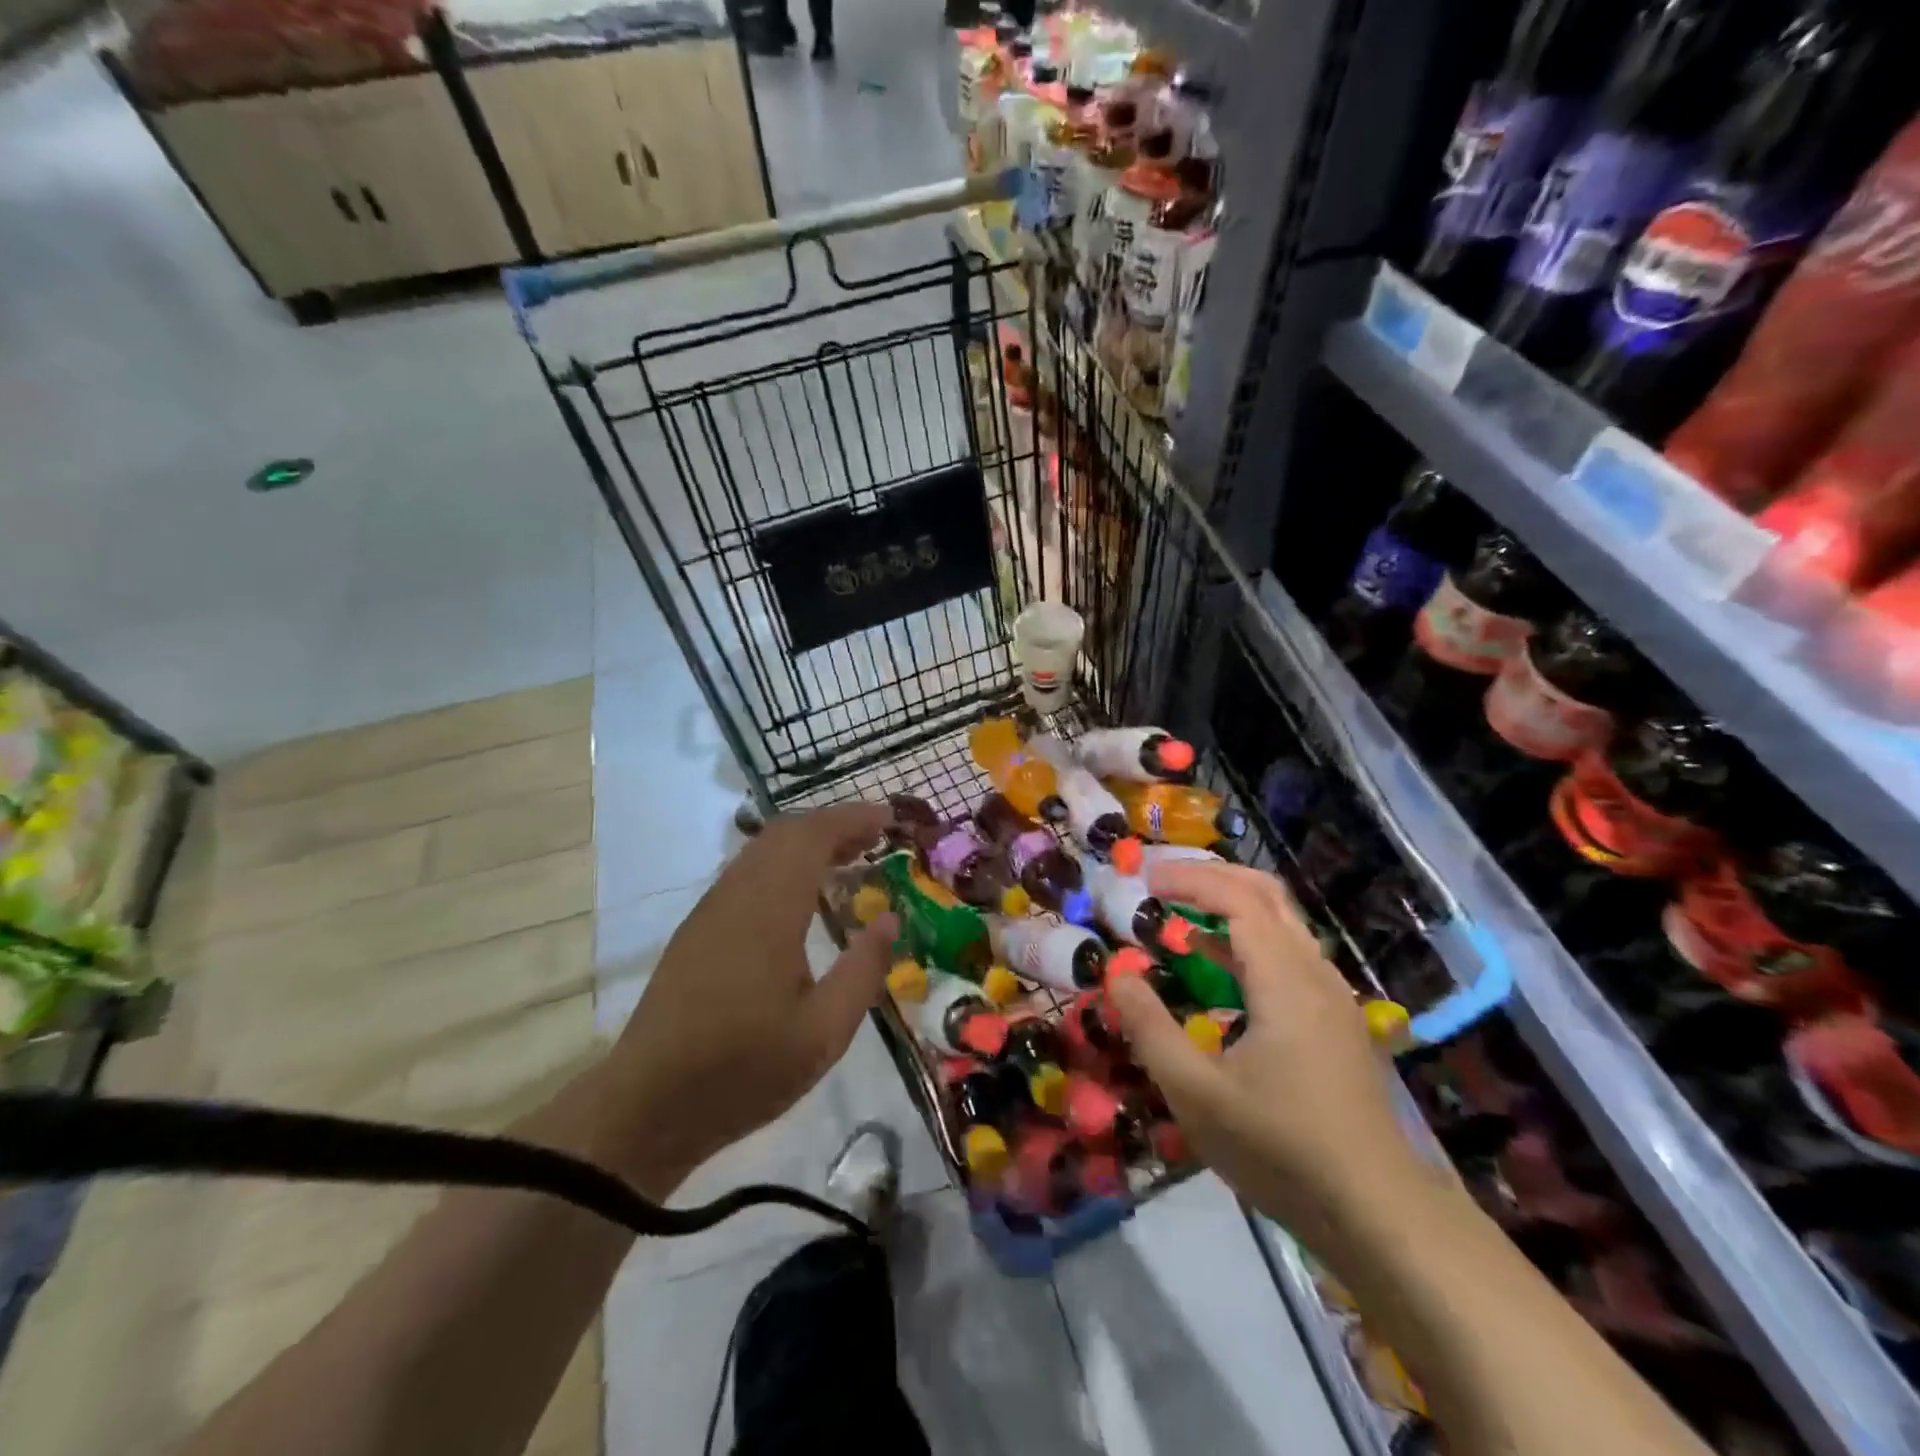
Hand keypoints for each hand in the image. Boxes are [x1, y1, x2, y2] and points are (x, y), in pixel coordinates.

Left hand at [597, 803, 897, 1191]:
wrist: (648, 1105)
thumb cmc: (744, 1070)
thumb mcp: (823, 1033)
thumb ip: (863, 970)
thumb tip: (889, 919)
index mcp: (769, 911)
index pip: (812, 837)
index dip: (852, 819)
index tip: (889, 818)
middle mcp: (736, 895)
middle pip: (785, 833)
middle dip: (833, 824)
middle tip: (876, 837)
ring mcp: (711, 909)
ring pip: (762, 849)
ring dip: (807, 841)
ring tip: (849, 858)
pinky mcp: (698, 928)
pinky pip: (747, 871)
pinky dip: (785, 862)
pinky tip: (804, 895)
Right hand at [1107, 860, 1427, 1237]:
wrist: (1378, 1214)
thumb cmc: (1281, 1148)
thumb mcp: (1196, 1093)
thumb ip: (1150, 1027)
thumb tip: (1117, 974)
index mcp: (1285, 980)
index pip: (1238, 899)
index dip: (1190, 879)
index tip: (1145, 879)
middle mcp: (1314, 974)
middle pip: (1268, 895)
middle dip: (1213, 877)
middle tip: (1163, 882)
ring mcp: (1332, 998)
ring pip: (1282, 925)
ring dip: (1231, 907)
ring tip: (1180, 917)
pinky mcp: (1336, 1023)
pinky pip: (1289, 956)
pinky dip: (1248, 941)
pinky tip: (1218, 970)